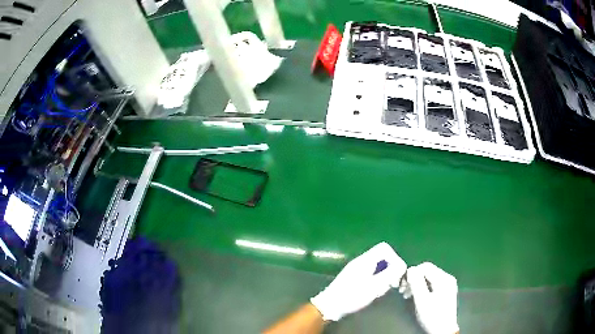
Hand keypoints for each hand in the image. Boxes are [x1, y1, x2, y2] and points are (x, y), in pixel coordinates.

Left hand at [310, 242, 406, 320]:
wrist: (330, 306)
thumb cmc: (352, 296)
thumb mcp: (374, 286)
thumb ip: (390, 274)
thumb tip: (401, 266)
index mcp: (365, 260)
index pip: (385, 248)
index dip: (394, 259)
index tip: (397, 274)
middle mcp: (361, 261)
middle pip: (382, 257)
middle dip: (391, 269)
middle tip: (392, 284)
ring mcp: (357, 270)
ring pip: (378, 267)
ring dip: (385, 276)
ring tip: (382, 289)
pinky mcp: (354, 278)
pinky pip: (371, 274)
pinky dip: (377, 281)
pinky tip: (374, 292)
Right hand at [405, 262, 458, 333]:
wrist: (443, 330)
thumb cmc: (432, 316)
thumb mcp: (422, 300)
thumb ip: (416, 283)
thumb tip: (410, 269)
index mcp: (443, 278)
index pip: (425, 267)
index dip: (412, 273)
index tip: (402, 286)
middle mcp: (447, 278)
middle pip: (427, 271)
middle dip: (414, 279)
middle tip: (403, 291)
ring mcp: (447, 285)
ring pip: (429, 277)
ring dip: (417, 284)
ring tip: (408, 295)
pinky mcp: (446, 292)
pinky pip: (432, 284)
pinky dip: (423, 288)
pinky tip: (417, 296)